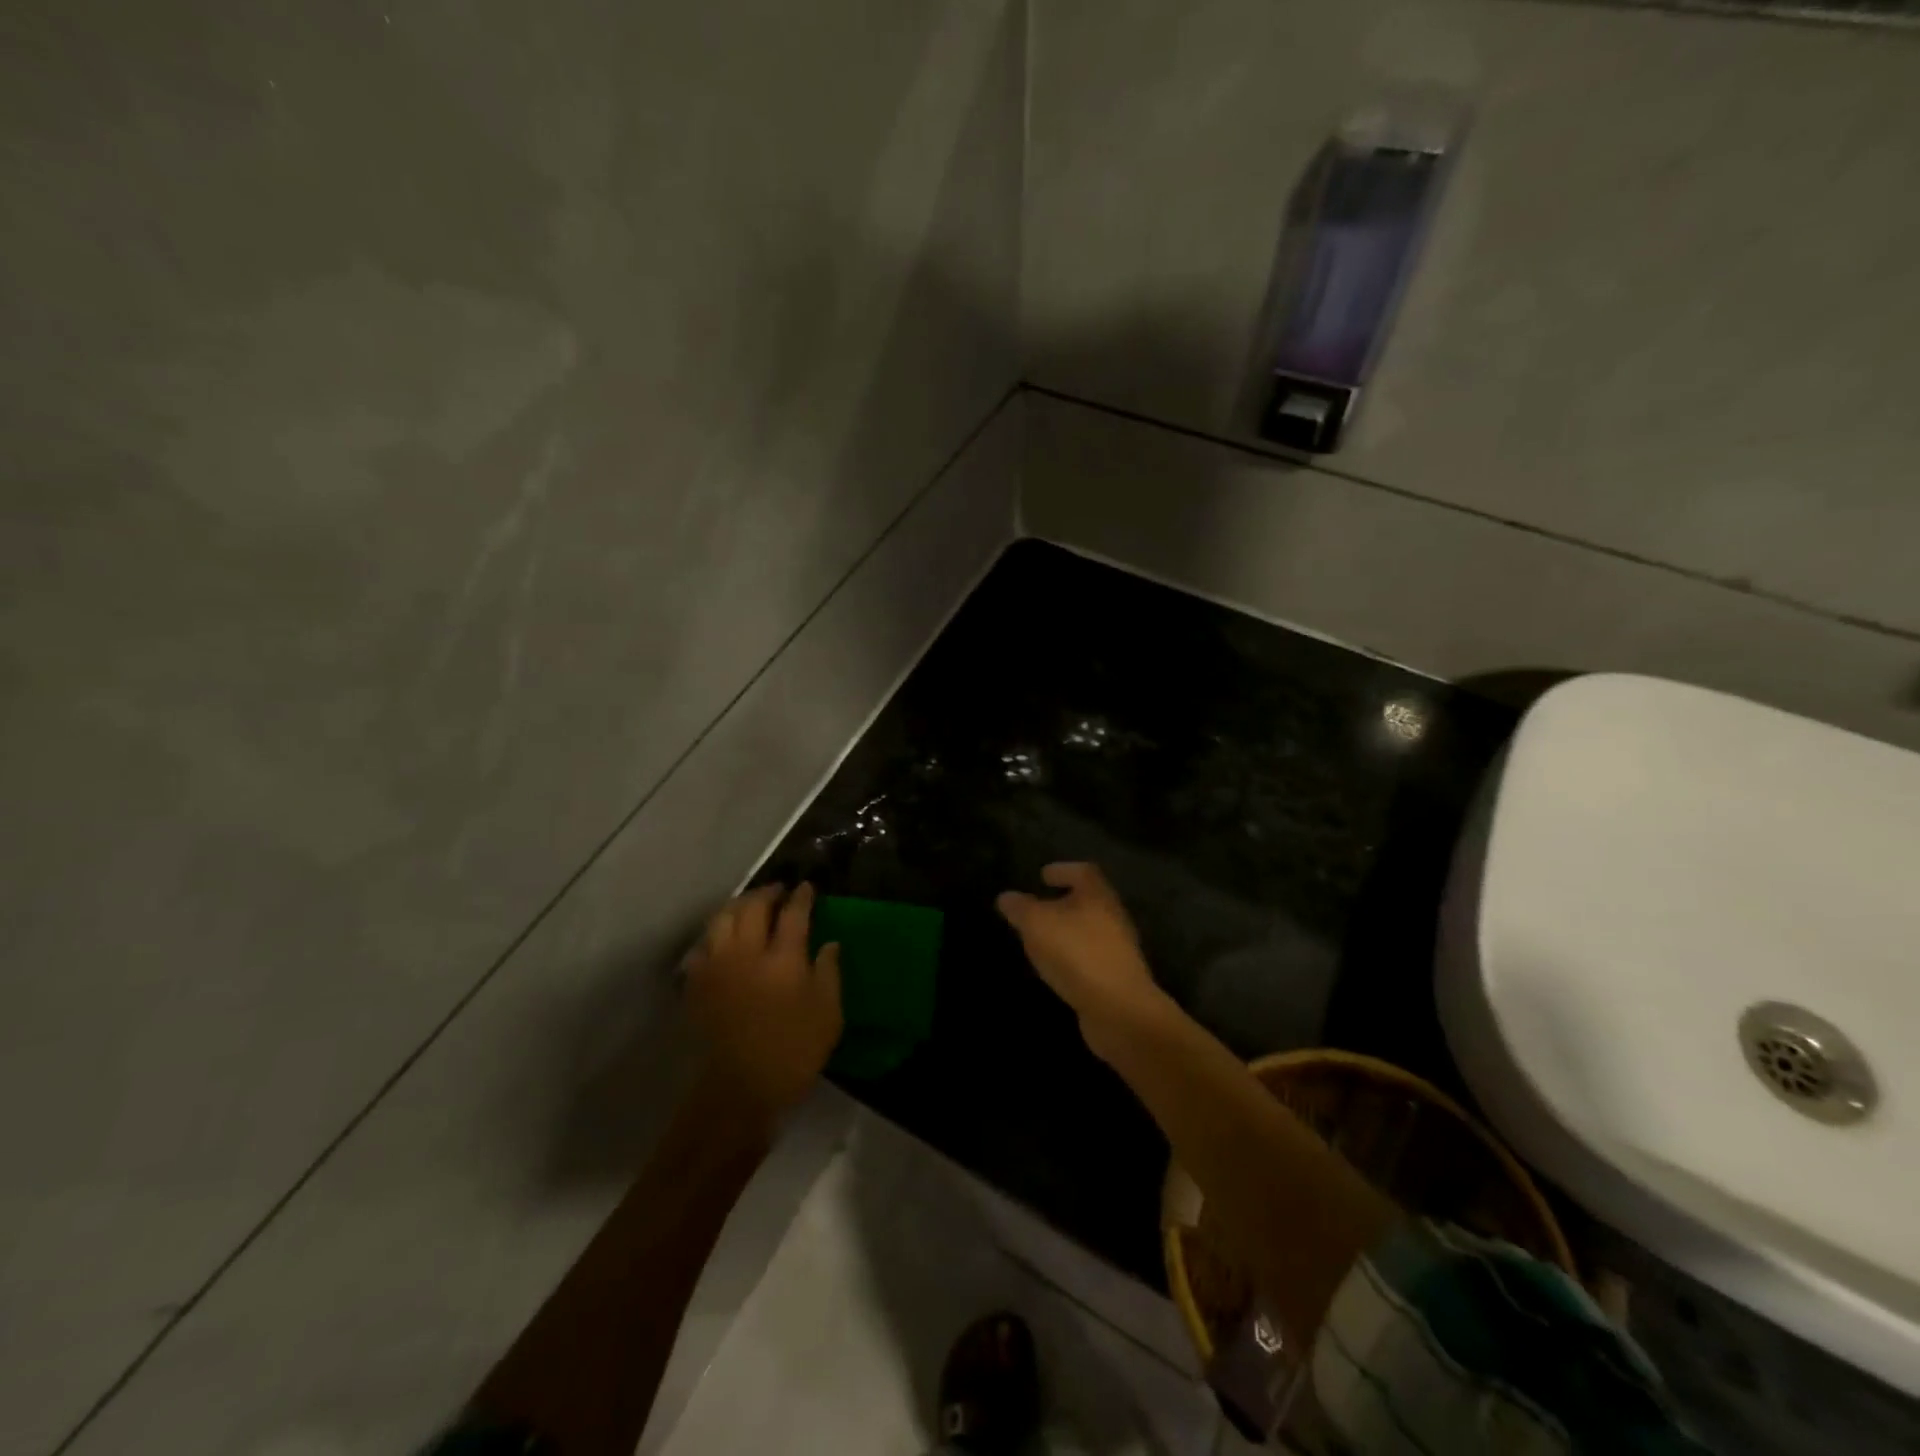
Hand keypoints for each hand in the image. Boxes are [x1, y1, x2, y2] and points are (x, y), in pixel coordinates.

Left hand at [684, 882, 842, 1119]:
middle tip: (778, 891)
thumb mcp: (828, 1014)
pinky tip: (722, 938)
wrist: (739, 1090)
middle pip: (751, 908)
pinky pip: (702, 946)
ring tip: (749, 906)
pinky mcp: (697, 985)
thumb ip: (829, 972)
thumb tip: (829, 943)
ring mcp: (717, 967)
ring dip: (738, 906)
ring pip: (721, 920)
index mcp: (783, 959)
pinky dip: (714, 934)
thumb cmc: (793, 1052)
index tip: (807, 887)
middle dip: (766, 893)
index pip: (793, 914)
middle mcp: (746, 953)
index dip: (801, 897)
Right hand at [996, 863, 1168, 1055]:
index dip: (1063, 870)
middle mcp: (1113, 917)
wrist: (1119, 1010)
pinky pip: (1091, 957)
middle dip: (1063, 902)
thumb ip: (1020, 908)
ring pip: (1090, 930)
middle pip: (1089, 901)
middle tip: (1038, 907)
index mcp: (1098, 896)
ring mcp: (1119, 949)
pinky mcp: (1116, 977)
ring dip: (1067, 931)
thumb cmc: (1077, 954)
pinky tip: (1056, 967)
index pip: (1083, 872)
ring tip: (1041, 939)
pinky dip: (1073, 956)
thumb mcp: (1037, 925)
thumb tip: (1006, 897)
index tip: (1043, 875)